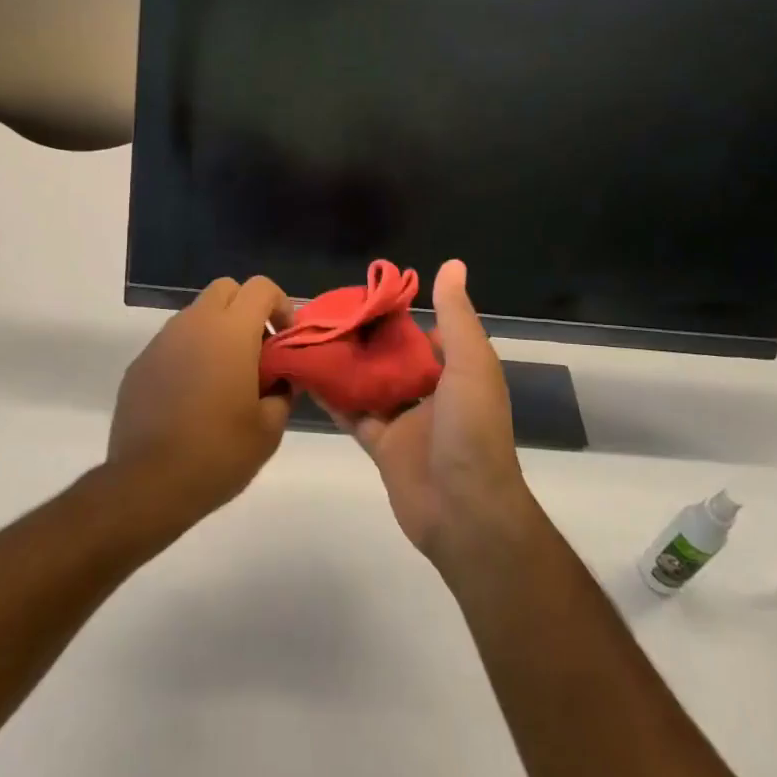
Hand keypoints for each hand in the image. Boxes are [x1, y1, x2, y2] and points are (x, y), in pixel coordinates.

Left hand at [106, 276, 295, 531]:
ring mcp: (162, 341)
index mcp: (231, 331)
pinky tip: (191, 396)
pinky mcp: (140, 363)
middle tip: (256, 351)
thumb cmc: (218, 453)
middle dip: (246, 309)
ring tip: (224, 377)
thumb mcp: (269, 429)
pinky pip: (173, 343)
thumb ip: (282, 392)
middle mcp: (194, 324)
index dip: (280, 305)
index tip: (284, 339)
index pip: (261, 287)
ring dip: (216, 331)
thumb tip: (279, 379)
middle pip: (225, 289)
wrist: (148, 484)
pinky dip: (189, 354)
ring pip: (196, 314)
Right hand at [328, 261, 536, 564]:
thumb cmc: (471, 431)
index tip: (364, 293)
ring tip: (310, 336)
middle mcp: (431, 393)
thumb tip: (452, 263)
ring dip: (346, 364)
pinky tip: (306, 376)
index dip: (397, 313)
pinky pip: (354, 415)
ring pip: (370, 384)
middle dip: (365, 337)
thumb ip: (456, 316)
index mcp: (456, 371)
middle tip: (326, 312)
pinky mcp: (382, 447)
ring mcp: (406, 421)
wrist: (465, 513)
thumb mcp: (470, 364)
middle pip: (392, 357)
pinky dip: (333, 398)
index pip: (424, 332)